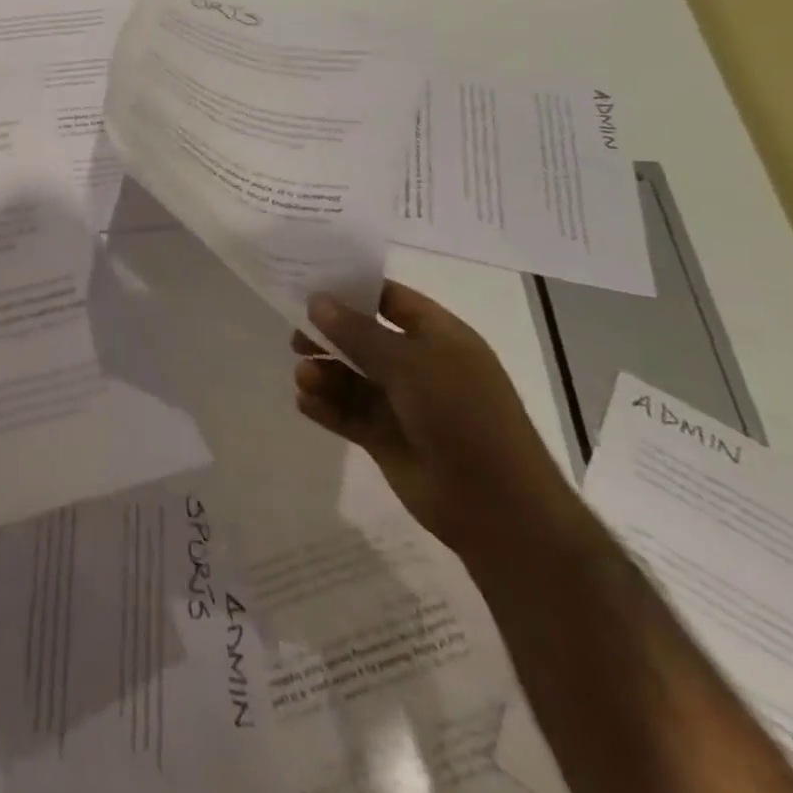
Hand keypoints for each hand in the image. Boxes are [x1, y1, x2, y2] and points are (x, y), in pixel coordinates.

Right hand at [292, 281, 583, 565]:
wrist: (496, 507)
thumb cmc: (461, 417)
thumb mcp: (408, 364)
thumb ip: (357, 331)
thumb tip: (316, 300)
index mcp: (439, 338)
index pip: (390, 300)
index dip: (352, 289)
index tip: (308, 285)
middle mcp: (419, 365)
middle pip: (362, 338)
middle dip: (327, 336)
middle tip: (296, 340)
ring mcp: (401, 403)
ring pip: (349, 376)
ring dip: (323, 373)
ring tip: (305, 379)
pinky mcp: (384, 437)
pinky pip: (346, 412)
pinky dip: (324, 405)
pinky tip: (306, 403)